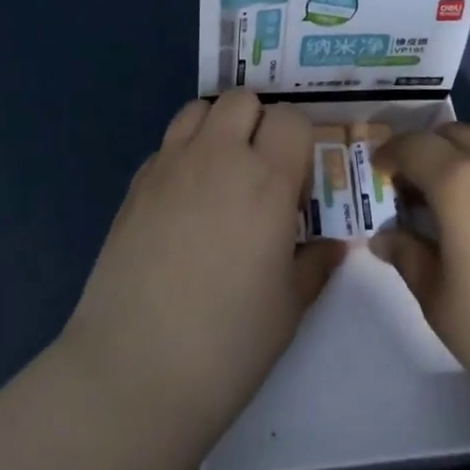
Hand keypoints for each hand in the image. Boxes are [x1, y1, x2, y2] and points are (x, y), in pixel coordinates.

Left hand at [60, 90, 344, 445]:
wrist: (135, 370)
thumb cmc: (228, 342)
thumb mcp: (289, 306)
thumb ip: (315, 262)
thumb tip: (335, 244)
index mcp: (266, 180)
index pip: (291, 119)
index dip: (299, 143)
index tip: (296, 183)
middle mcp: (218, 156)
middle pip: (243, 99)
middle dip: (258, 123)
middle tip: (260, 173)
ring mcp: (170, 165)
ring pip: (199, 109)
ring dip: (217, 128)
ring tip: (221, 175)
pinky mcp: (136, 184)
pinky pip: (167, 145)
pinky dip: (182, 156)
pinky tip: (183, 204)